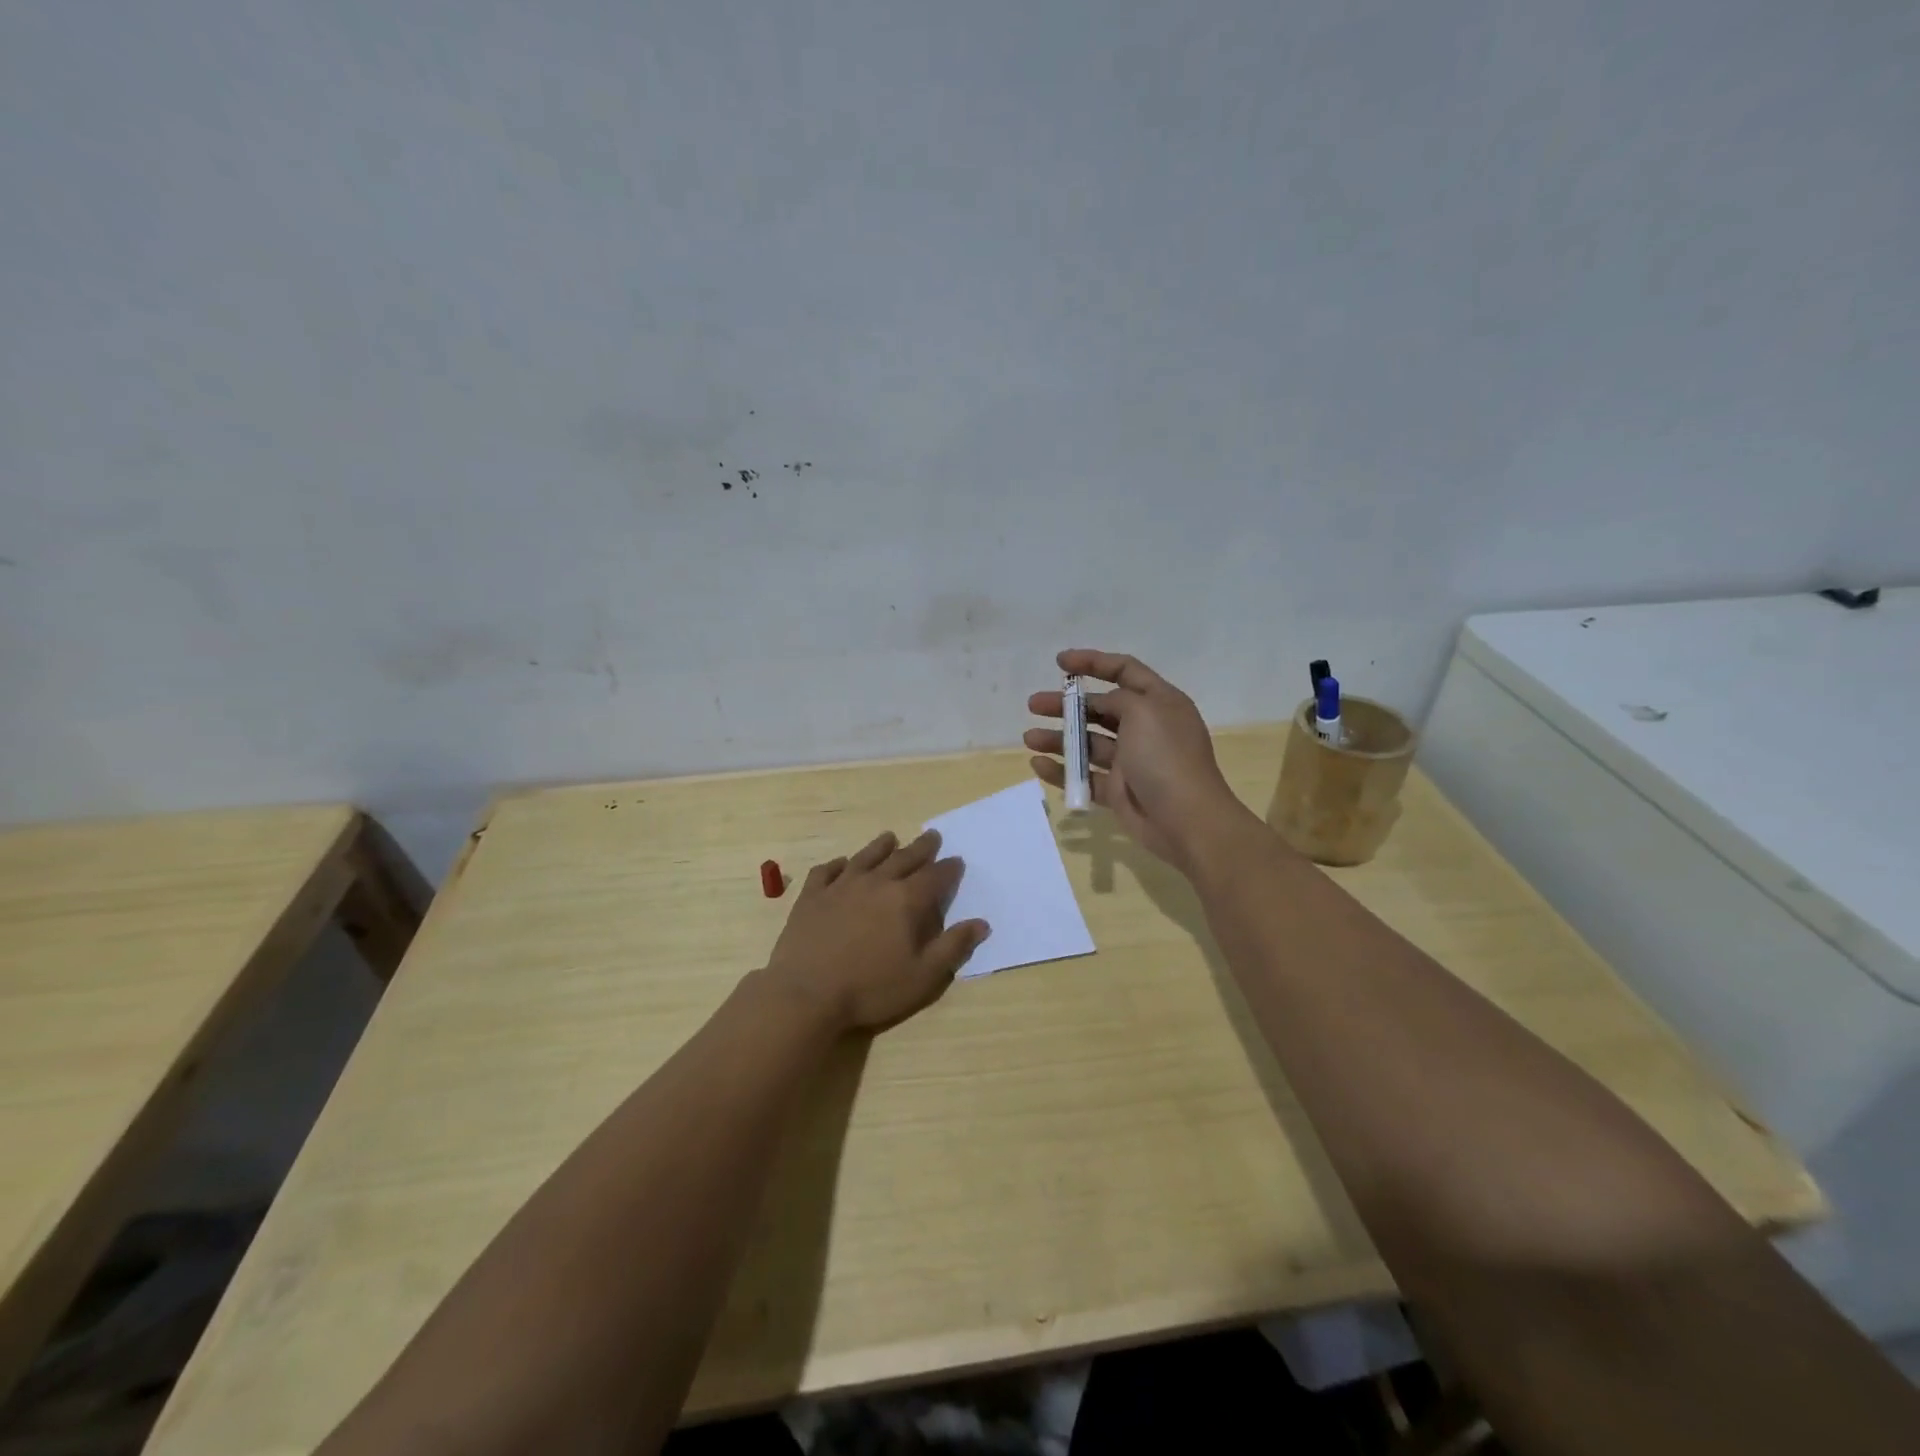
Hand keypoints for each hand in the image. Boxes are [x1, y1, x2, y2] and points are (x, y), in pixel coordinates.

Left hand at [763, 830, 988, 1033]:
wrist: (806, 994)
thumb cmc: (871, 989)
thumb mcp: (923, 976)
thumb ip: (953, 947)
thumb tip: (981, 923)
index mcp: (906, 900)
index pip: (935, 877)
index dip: (949, 869)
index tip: (957, 861)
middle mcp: (876, 883)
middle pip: (903, 859)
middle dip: (921, 848)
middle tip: (932, 836)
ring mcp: (840, 886)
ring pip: (866, 857)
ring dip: (881, 846)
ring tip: (890, 838)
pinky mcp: (812, 896)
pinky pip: (826, 871)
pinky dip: (837, 864)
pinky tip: (841, 864)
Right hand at [1026, 649, 1252, 869]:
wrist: (1186, 819)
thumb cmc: (1165, 757)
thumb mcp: (1144, 711)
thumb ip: (1117, 699)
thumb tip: (1101, 706)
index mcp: (1159, 702)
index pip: (1125, 670)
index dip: (1093, 662)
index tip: (1060, 663)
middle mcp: (1145, 728)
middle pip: (1099, 708)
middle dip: (1066, 705)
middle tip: (1034, 704)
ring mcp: (1132, 761)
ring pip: (1088, 743)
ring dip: (1058, 738)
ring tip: (1030, 738)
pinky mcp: (1119, 791)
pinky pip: (1085, 776)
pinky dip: (1062, 771)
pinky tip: (1038, 764)